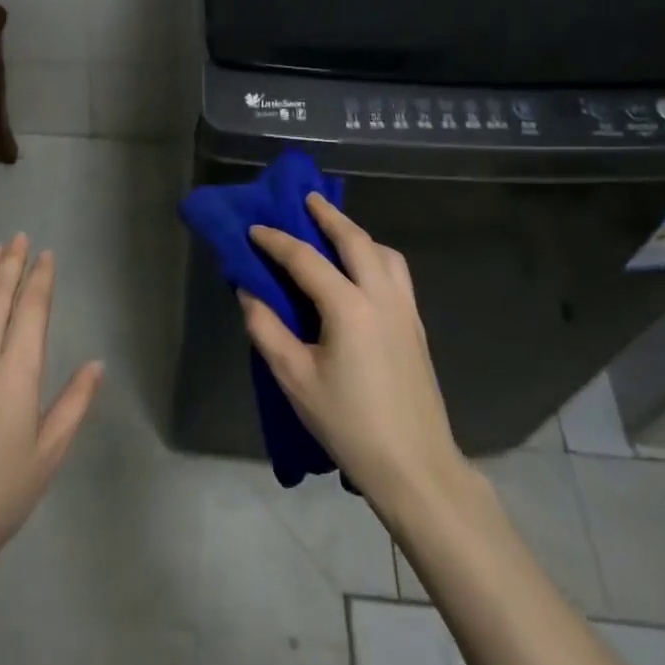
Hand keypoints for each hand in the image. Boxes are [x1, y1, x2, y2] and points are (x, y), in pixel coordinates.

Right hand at [243, 195, 467, 518]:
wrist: (415, 466)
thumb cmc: (348, 423)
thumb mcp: (294, 378)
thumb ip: (266, 329)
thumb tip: (248, 292)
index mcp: (349, 306)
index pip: (305, 259)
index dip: (276, 240)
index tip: (253, 228)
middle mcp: (382, 296)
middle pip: (355, 241)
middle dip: (328, 215)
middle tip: (307, 197)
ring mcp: (406, 310)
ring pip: (384, 253)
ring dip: (358, 234)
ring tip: (336, 231)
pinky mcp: (416, 327)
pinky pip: (397, 274)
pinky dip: (376, 256)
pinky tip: (362, 270)